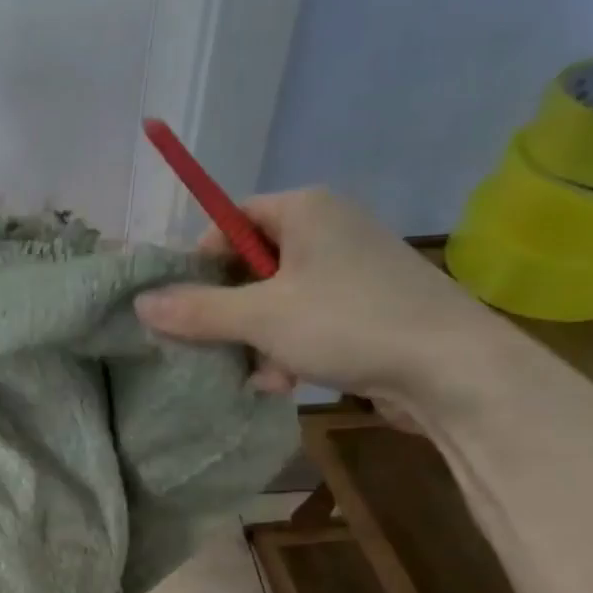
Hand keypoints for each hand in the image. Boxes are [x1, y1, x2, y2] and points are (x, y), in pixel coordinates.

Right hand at [134, 188, 499, 414]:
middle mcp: (329, 229)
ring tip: (262, 375)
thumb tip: (141, 303)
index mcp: (305, 210)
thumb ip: (198, 310)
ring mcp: (351, 270)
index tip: (183, 305)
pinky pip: (307, 321)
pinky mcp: (366, 307)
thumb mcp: (261, 317)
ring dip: (258, 340)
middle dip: (231, 314)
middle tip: (216, 347)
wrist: (451, 369)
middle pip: (252, 266)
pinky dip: (289, 349)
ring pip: (276, 301)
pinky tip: (286, 382)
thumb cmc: (348, 323)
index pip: (231, 220)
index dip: (201, 261)